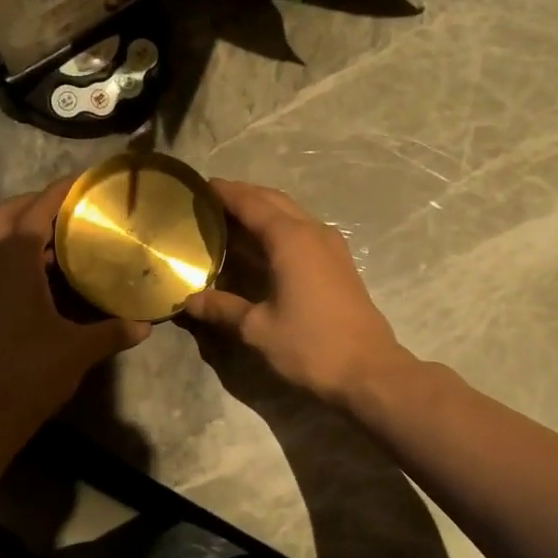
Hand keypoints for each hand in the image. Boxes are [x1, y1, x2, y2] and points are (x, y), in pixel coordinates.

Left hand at [0, 177, 150, 440]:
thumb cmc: (30, 373)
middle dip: (37, 202)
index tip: (87, 181)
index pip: (36, 208)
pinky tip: (53, 272)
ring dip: (27, 228)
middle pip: (7, 213)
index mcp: (13, 261)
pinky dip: (22, 253)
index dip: (61, 191)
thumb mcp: (79, 349)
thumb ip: (113, 331)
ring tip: (70, 234)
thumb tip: (146, 324)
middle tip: (74, 208)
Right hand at [181, 179, 410, 405]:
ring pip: (291, 214)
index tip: (200, 186)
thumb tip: (189, 300)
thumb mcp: (257, 329)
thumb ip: (222, 308)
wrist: (368, 371)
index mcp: (290, 239)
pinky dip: (279, 229)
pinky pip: (303, 231)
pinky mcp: (339, 263)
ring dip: (263, 211)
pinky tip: (263, 247)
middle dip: (243, 196)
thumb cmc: (310, 345)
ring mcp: (331, 246)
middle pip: (273, 201)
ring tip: (231, 221)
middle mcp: (313, 232)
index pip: (251, 203)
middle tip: (211, 202)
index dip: (225, 193)